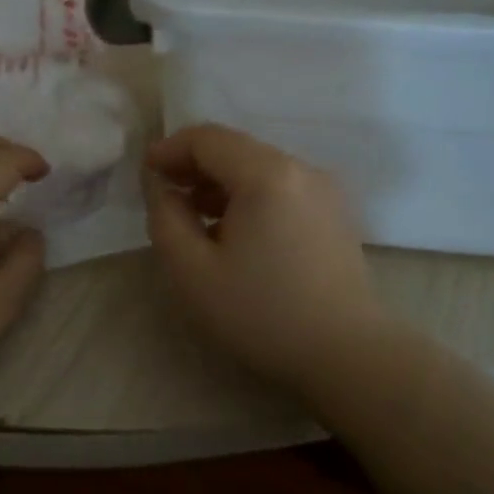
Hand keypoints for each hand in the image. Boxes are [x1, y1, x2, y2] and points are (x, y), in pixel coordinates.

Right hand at [144, 123, 384, 382]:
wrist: (347, 355)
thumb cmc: (262, 313)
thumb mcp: (193, 272)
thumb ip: (166, 219)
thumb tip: (163, 188)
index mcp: (266, 174)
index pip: (207, 138)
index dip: (169, 149)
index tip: (146, 175)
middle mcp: (300, 169)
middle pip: (235, 148)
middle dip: (194, 165)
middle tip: (165, 196)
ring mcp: (324, 190)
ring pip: (259, 168)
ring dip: (220, 183)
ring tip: (194, 218)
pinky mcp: (334, 214)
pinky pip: (281, 188)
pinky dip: (249, 197)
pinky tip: (235, 233)